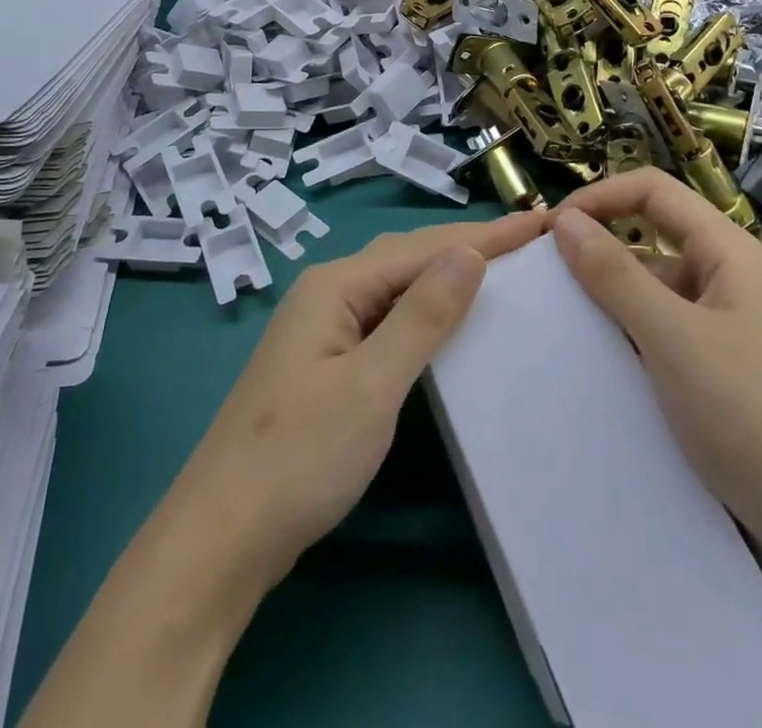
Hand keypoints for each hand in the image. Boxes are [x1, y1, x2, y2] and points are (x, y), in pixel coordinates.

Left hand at [167, 210, 549, 588]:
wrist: (221, 539)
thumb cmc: (299, 459)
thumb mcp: (371, 386)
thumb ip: (422, 316)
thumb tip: (469, 253)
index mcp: (335, 286)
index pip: (424, 248)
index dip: (485, 235)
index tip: (540, 222)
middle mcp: (327, 293)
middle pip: (408, 256)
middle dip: (468, 246)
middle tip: (528, 241)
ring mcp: (323, 330)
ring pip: (396, 286)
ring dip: (445, 274)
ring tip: (499, 270)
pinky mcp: (326, 364)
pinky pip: (386, 319)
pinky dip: (423, 311)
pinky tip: (444, 322)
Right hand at [549, 170, 761, 534]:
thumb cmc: (747, 415)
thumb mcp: (672, 338)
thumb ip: (615, 275)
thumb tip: (564, 222)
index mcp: (727, 250)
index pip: (653, 190)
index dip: (600, 197)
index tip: (552, 230)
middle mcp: (725, 273)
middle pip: (653, 231)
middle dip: (599, 243)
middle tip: (547, 273)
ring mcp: (721, 319)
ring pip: (652, 281)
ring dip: (609, 290)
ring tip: (561, 316)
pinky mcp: (714, 360)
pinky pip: (659, 323)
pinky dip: (625, 326)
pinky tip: (596, 354)